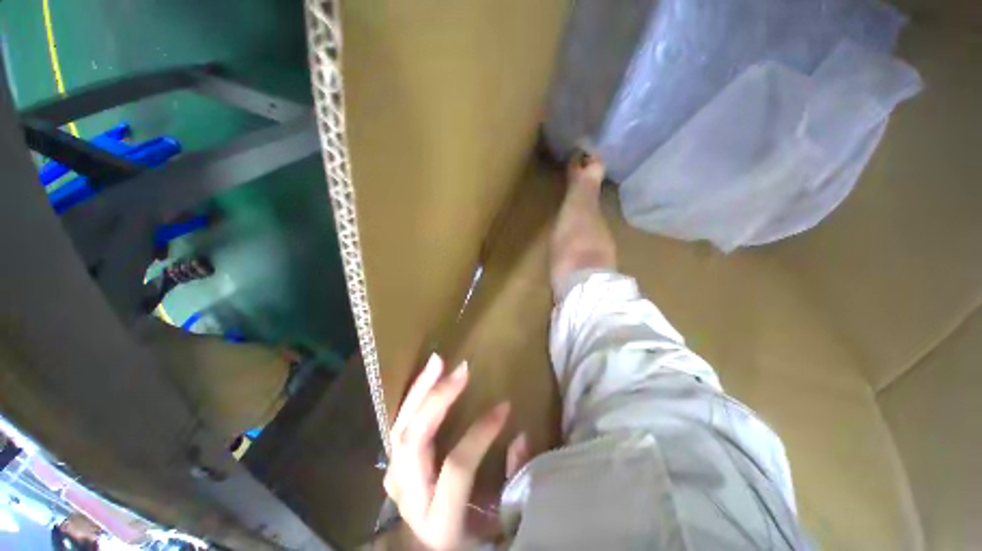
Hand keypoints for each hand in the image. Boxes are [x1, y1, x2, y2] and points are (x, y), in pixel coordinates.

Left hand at [383, 354, 509, 549]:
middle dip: (439, 399)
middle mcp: (409, 497)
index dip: (481, 433)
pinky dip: (412, 398)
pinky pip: (398, 425)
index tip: (504, 406)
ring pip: (400, 427)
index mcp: (439, 520)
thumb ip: (512, 480)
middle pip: (415, 439)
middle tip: (462, 369)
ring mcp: (395, 479)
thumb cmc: (467, 539)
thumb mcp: (496, 522)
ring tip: (438, 362)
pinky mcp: (392, 465)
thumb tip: (521, 435)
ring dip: (420, 390)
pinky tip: (426, 377)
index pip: (457, 466)